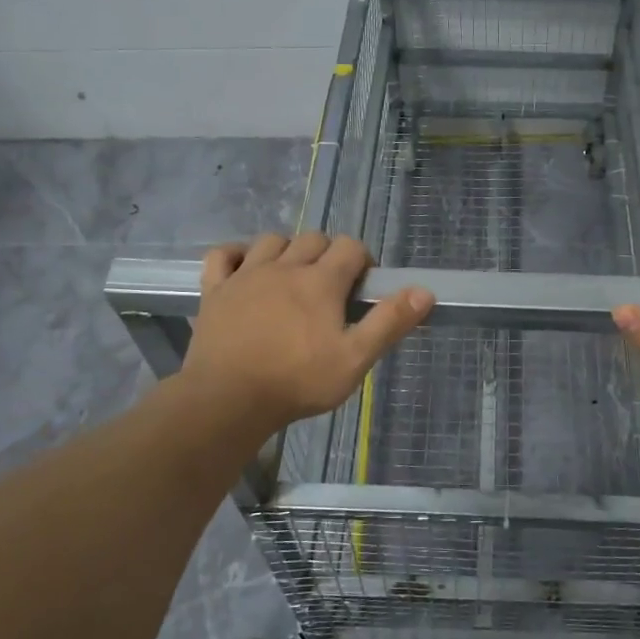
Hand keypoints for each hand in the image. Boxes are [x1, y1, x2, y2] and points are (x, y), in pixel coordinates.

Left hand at [179, 233, 432, 435]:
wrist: (228, 399)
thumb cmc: (298, 381)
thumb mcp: (355, 359)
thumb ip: (389, 323)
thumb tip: (424, 291)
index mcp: (321, 281)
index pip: (350, 247)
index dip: (362, 261)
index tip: (362, 288)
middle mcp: (284, 267)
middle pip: (313, 239)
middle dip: (328, 254)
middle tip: (331, 288)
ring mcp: (246, 275)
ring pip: (271, 241)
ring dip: (287, 250)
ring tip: (292, 278)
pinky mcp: (215, 290)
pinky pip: (223, 255)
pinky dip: (235, 254)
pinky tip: (244, 268)